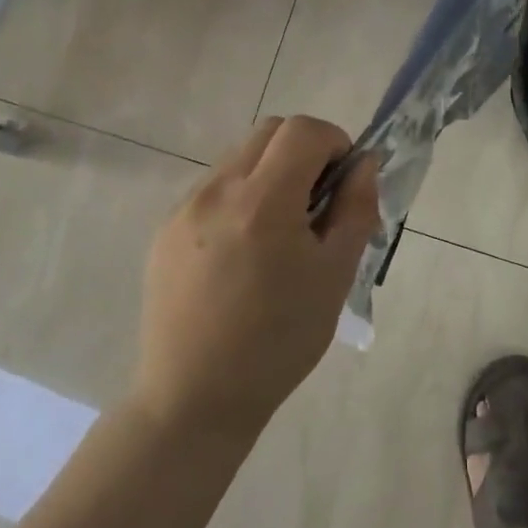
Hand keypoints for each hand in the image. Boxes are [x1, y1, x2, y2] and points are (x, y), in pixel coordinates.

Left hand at [134, 116, 379, 439]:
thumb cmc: (279, 341)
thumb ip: (355, 209)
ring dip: (271, 173)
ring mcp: (184, 208)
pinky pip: (212, 189)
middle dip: (304, 151)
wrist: (195, 397)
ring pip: (239, 158)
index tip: (344, 182)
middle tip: (317, 203)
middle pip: (269, 132)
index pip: (304, 130)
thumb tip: (364, 164)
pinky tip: (243, 253)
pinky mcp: (164, 230)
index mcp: (263, 201)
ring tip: (279, 233)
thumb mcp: (335, 276)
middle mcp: (217, 190)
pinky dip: (240, 198)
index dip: (335, 142)